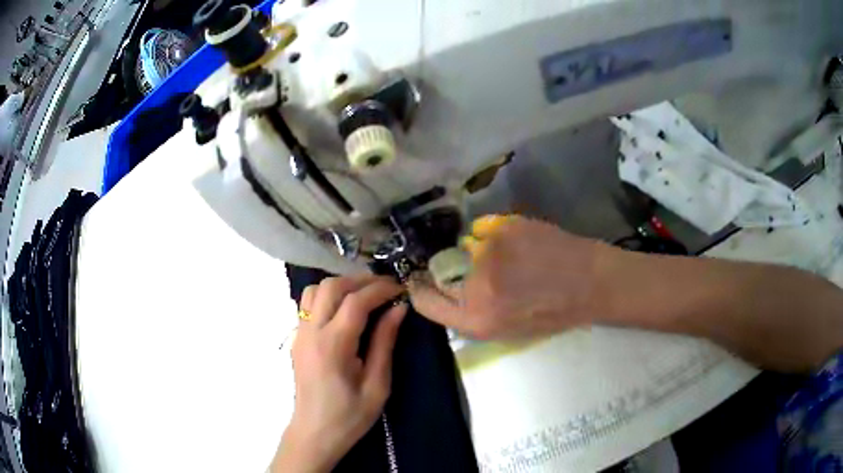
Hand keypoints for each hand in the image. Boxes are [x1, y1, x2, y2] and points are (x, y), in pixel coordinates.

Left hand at [272, 275, 406, 472]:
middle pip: (331, 286)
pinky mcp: (296, 339)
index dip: (380, 289)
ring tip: (365, 296)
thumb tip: (398, 309)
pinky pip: (309, 304)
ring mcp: (299, 334)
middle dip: (361, 281)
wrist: (314, 433)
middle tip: (385, 289)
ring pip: (315, 290)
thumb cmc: (349, 415)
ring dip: (341, 286)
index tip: (400, 289)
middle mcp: (311, 332)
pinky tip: (345, 311)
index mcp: (333, 345)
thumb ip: (384, 343)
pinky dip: (328, 297)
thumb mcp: (377, 385)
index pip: (356, 301)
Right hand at [409, 216, 604, 339]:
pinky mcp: (504, 227)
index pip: (424, 301)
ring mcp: (489, 252)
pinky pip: (484, 228)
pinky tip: (518, 243)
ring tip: (508, 257)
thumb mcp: (506, 331)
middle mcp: (475, 286)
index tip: (424, 280)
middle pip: (438, 271)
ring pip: (464, 247)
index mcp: (475, 320)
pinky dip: (494, 234)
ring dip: (478, 251)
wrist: (590, 283)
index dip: (421, 289)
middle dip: (449, 269)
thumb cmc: (553, 314)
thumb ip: (470, 314)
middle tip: (473, 268)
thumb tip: (445, 291)